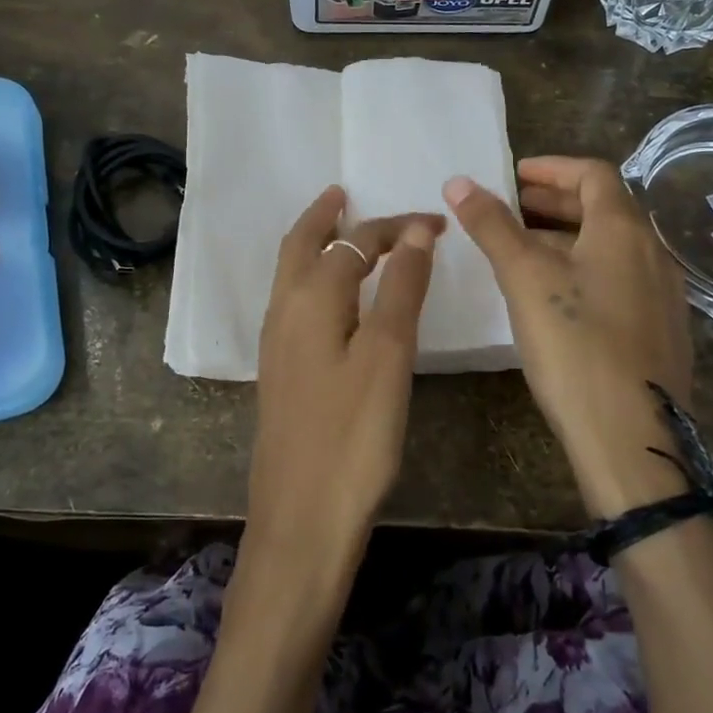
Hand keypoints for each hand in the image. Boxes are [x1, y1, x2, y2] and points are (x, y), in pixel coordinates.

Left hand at [248, 186, 442, 574]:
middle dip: (324, 216)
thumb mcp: (387, 355)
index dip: (396, 227)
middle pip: (300, 246)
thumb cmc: (353, 435)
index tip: (435, 222)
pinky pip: (294, 302)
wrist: (301, 518)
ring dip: (314, 245)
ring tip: (340, 231)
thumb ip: (401, 288)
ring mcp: (277, 343)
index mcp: (310, 299)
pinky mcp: (281, 371)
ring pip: (291, 274)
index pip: (355, 242)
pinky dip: (312, 278)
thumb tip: (416, 231)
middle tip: (344, 193)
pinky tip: (333, 297)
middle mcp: (284, 311)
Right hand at [444, 156, 695, 517]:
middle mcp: (653, 252)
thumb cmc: (575, 345)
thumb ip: (492, 226)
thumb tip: (458, 181)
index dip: (551, 167)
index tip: (514, 175)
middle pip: (604, 208)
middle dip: (556, 201)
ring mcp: (664, 294)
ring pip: (612, 246)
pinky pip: (621, 278)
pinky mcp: (662, 330)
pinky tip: (558, 297)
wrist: (633, 438)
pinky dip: (586, 268)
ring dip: (568, 236)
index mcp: (624, 230)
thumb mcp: (524, 278)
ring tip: (524, 249)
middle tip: (513, 206)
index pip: (592, 174)